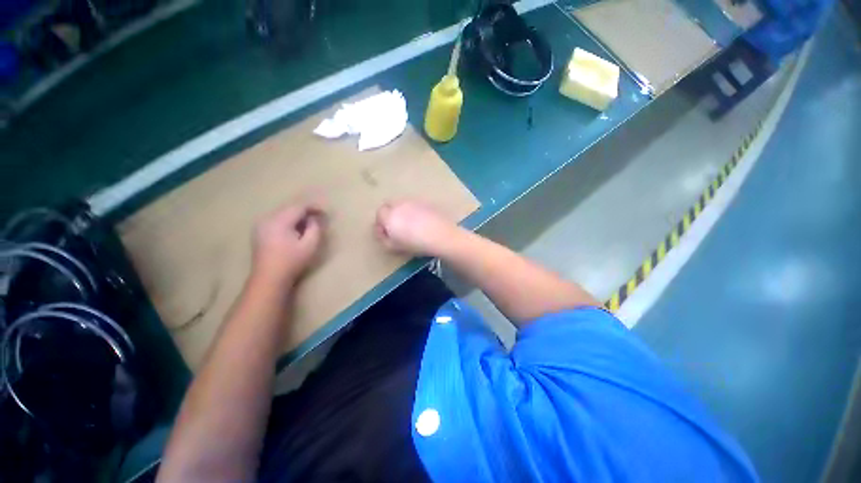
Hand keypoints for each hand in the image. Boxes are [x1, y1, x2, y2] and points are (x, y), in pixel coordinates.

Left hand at [252, 201, 325, 285]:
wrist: (268, 278)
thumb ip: (314, 228)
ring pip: (282, 213)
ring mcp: (261, 225)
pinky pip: (276, 219)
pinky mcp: (259, 231)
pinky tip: (295, 229)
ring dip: (296, 215)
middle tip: (318, 217)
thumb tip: (313, 219)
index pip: (298, 207)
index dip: (313, 207)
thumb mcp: (309, 245)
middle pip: (289, 208)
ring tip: (308, 223)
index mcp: (279, 221)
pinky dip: (287, 220)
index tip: (324, 212)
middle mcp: (267, 219)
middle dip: (305, 211)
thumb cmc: (291, 262)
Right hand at [375, 200, 460, 256]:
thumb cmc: (416, 244)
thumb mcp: (394, 247)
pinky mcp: (426, 201)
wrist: (442, 236)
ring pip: (403, 203)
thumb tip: (382, 232)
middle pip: (390, 204)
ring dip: (402, 211)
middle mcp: (400, 204)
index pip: (379, 213)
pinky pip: (415, 204)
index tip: (386, 233)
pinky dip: (414, 210)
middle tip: (396, 226)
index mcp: (389, 215)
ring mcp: (414, 201)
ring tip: (410, 224)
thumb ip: (383, 238)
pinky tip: (422, 221)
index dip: (381, 223)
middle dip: (389, 214)